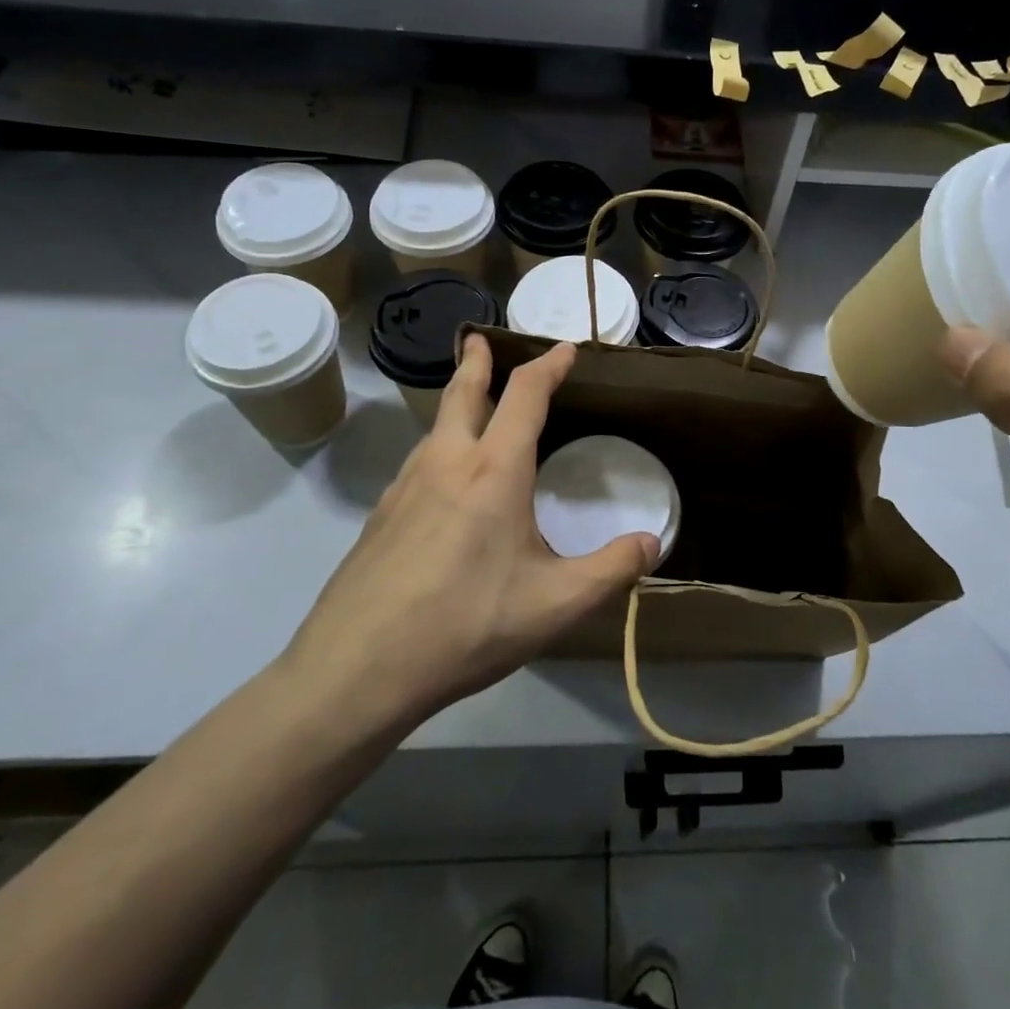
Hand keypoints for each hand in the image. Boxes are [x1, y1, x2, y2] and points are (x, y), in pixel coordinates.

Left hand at [281, 337, 656, 725]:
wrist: (357, 668)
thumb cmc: (466, 626)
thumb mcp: (554, 605)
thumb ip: (611, 570)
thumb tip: (652, 543)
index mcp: (493, 470)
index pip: (525, 395)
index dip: (548, 366)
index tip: (564, 349)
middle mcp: (446, 463)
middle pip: (462, 394)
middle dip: (477, 362)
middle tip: (480, 340)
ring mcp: (405, 487)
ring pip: (435, 428)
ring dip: (456, 405)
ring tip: (471, 410)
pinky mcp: (380, 516)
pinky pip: (418, 464)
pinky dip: (439, 447)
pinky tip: (444, 485)